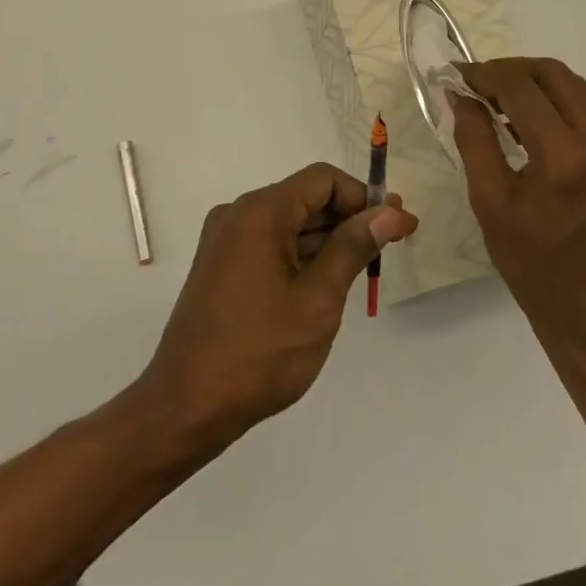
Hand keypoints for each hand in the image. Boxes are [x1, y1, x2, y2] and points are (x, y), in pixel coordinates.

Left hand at [136, 164, 416, 452]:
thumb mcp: (317, 300)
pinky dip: (302, 255)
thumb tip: (389, 212)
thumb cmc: (260, 352)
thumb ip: (353, 248)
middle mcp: (238, 214)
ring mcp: (226, 241)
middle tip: (393, 243)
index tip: (398, 224)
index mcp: (260, 212)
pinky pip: (270, 245)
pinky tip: (329, 281)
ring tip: (368, 265)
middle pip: (305, 199)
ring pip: (289, 224)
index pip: (323, 180)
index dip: (364, 196)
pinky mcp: (222, 266)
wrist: (187, 405)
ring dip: (328, 239)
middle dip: (350, 217)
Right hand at [452, 58, 585, 354]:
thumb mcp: (489, 202)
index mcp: (566, 160)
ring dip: (538, 88)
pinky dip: (561, 111)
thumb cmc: (532, 265)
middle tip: (481, 83)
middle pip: (556, 76)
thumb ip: (474, 138)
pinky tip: (537, 130)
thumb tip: (461, 94)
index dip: (485, 75)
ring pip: (579, 92)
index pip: (522, 89)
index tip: (458, 75)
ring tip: (504, 104)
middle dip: (513, 71)